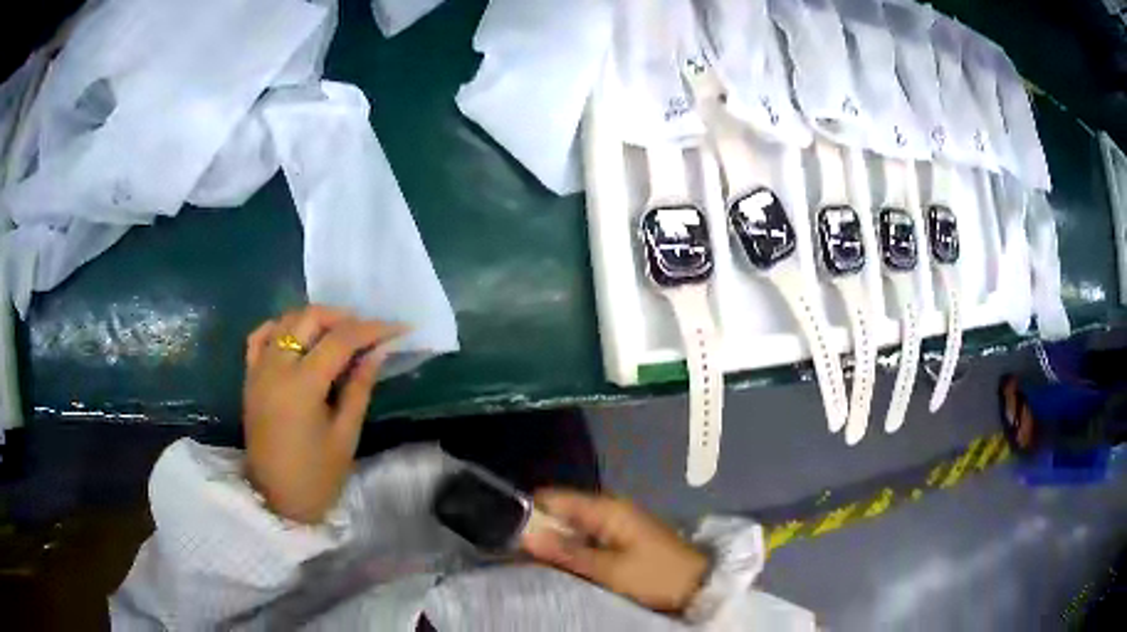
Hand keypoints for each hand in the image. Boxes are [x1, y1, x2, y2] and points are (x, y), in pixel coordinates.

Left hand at [243, 305, 404, 523]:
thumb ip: (359, 387)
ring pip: (286, 320)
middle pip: (310, 317)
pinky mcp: (249, 376)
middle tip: (368, 333)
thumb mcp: (345, 434)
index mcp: (302, 385)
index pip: (341, 340)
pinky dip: (282, 327)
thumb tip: (378, 351)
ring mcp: (258, 368)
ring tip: (339, 334)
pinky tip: (299, 337)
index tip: (399, 328)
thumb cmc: (316, 476)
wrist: (275, 500)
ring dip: (315, 320)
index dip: (373, 329)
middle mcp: (276, 366)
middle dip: (344, 317)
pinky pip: (261, 336)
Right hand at [521, 489, 708, 612]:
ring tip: (535, 562)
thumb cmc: (655, 576)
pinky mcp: (624, 538)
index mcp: (607, 508)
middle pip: (563, 511)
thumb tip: (525, 535)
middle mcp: (610, 508)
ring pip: (574, 525)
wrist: (699, 586)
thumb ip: (567, 552)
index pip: (555, 497)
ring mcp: (618, 523)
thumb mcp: (609, 570)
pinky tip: (564, 565)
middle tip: (518, 555)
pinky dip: (574, 548)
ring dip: (557, 541)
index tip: (509, 534)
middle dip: (541, 530)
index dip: (529, 512)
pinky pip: (588, 536)